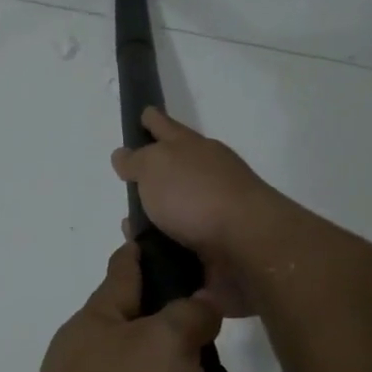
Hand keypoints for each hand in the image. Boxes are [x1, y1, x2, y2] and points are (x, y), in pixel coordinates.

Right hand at [111, 108, 282, 316]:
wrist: (247, 246)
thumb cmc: (196, 196)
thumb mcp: (154, 166)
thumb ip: (136, 160)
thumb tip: (124, 155)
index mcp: (192, 149)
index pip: (165, 127)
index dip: (152, 120)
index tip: (143, 113)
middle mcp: (205, 176)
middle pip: (173, 171)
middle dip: (150, 178)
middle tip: (127, 185)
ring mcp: (213, 213)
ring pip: (174, 212)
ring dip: (152, 220)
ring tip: (129, 231)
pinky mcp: (215, 248)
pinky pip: (179, 246)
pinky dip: (162, 249)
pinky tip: (144, 257)